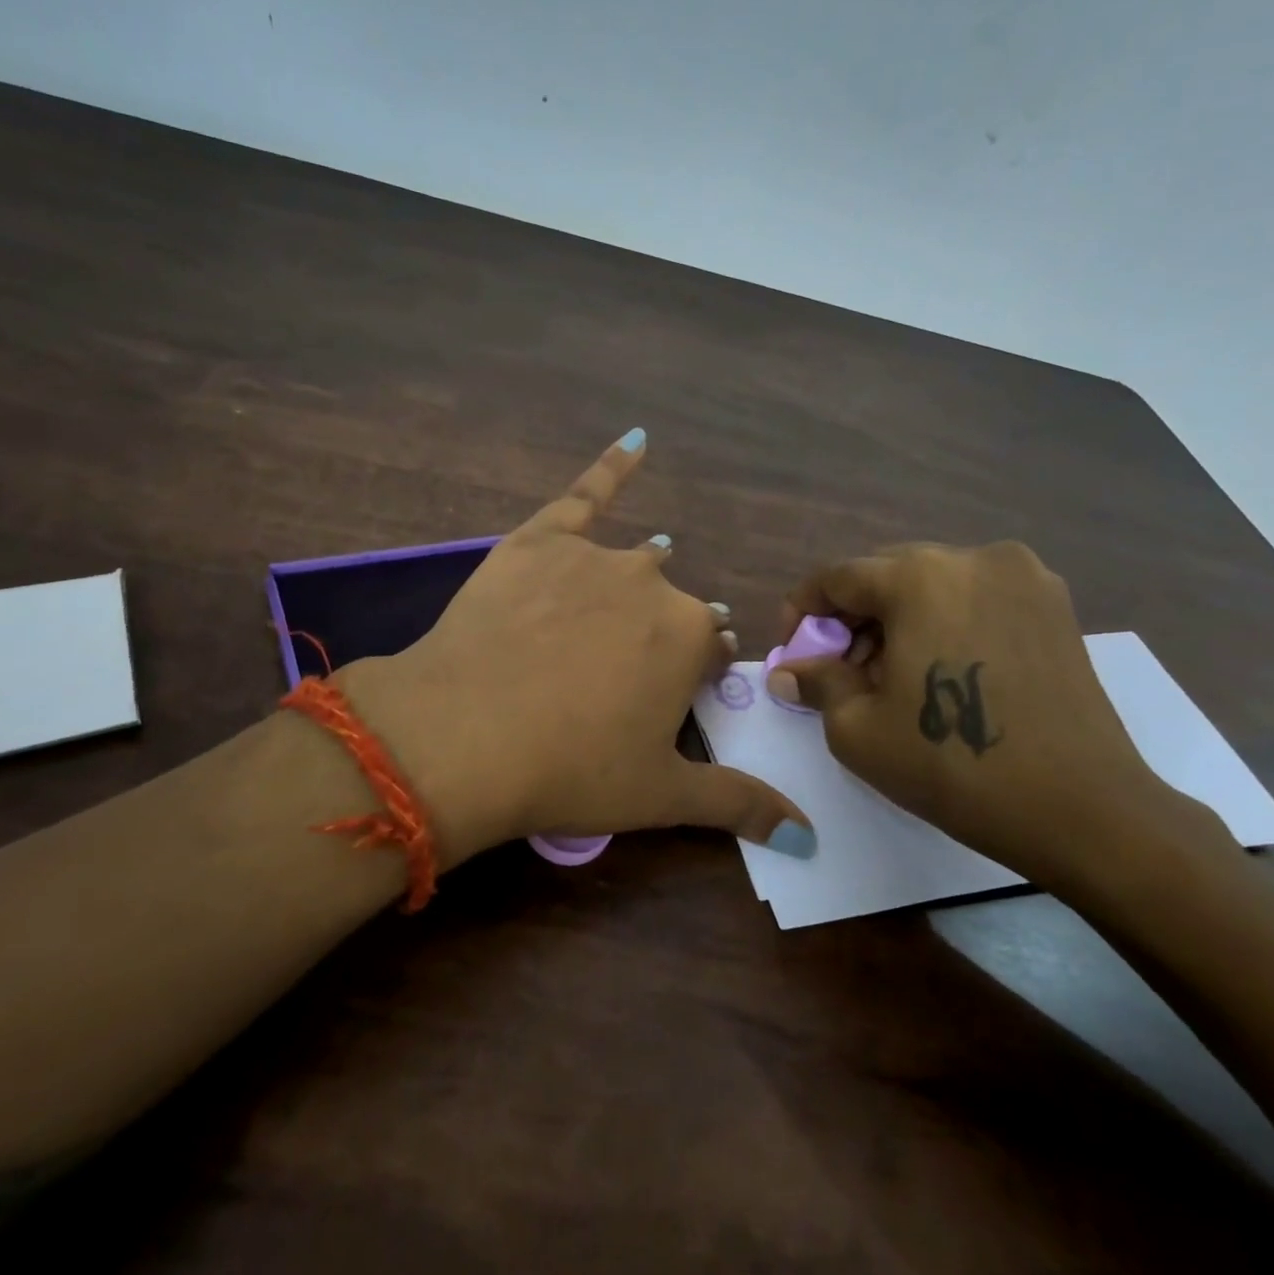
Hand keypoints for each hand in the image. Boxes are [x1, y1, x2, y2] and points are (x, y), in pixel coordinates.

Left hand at [337, 432, 814, 866]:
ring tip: (603, 622)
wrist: (465, 735)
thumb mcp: (660, 796)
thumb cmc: (572, 769)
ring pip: (633, 563)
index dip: (684, 681)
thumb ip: (740, 804)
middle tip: (609, 684)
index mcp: (688, 638)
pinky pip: (584, 493)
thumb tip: (808, 833)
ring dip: (631, 588)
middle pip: (667, 609)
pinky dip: (612, 466)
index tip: (656, 707)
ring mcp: (595, 555)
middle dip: (652, 642)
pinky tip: (636, 441)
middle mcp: (654, 584)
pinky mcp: (538, 540)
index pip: (707, 650)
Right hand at [765, 542, 1228, 893]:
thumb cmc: (953, 765)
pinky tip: (941, 671)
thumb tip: (787, 670)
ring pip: (933, 584)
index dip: (803, 611)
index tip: (793, 649)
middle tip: (840, 669)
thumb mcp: (858, 729)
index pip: (837, 577)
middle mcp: (972, 558)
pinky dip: (944, 622)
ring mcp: (1023, 577)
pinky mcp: (1054, 605)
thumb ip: (817, 682)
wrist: (1082, 810)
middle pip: (886, 575)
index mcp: (919, 577)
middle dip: (852, 618)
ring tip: (891, 676)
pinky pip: (975, 598)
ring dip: (898, 620)